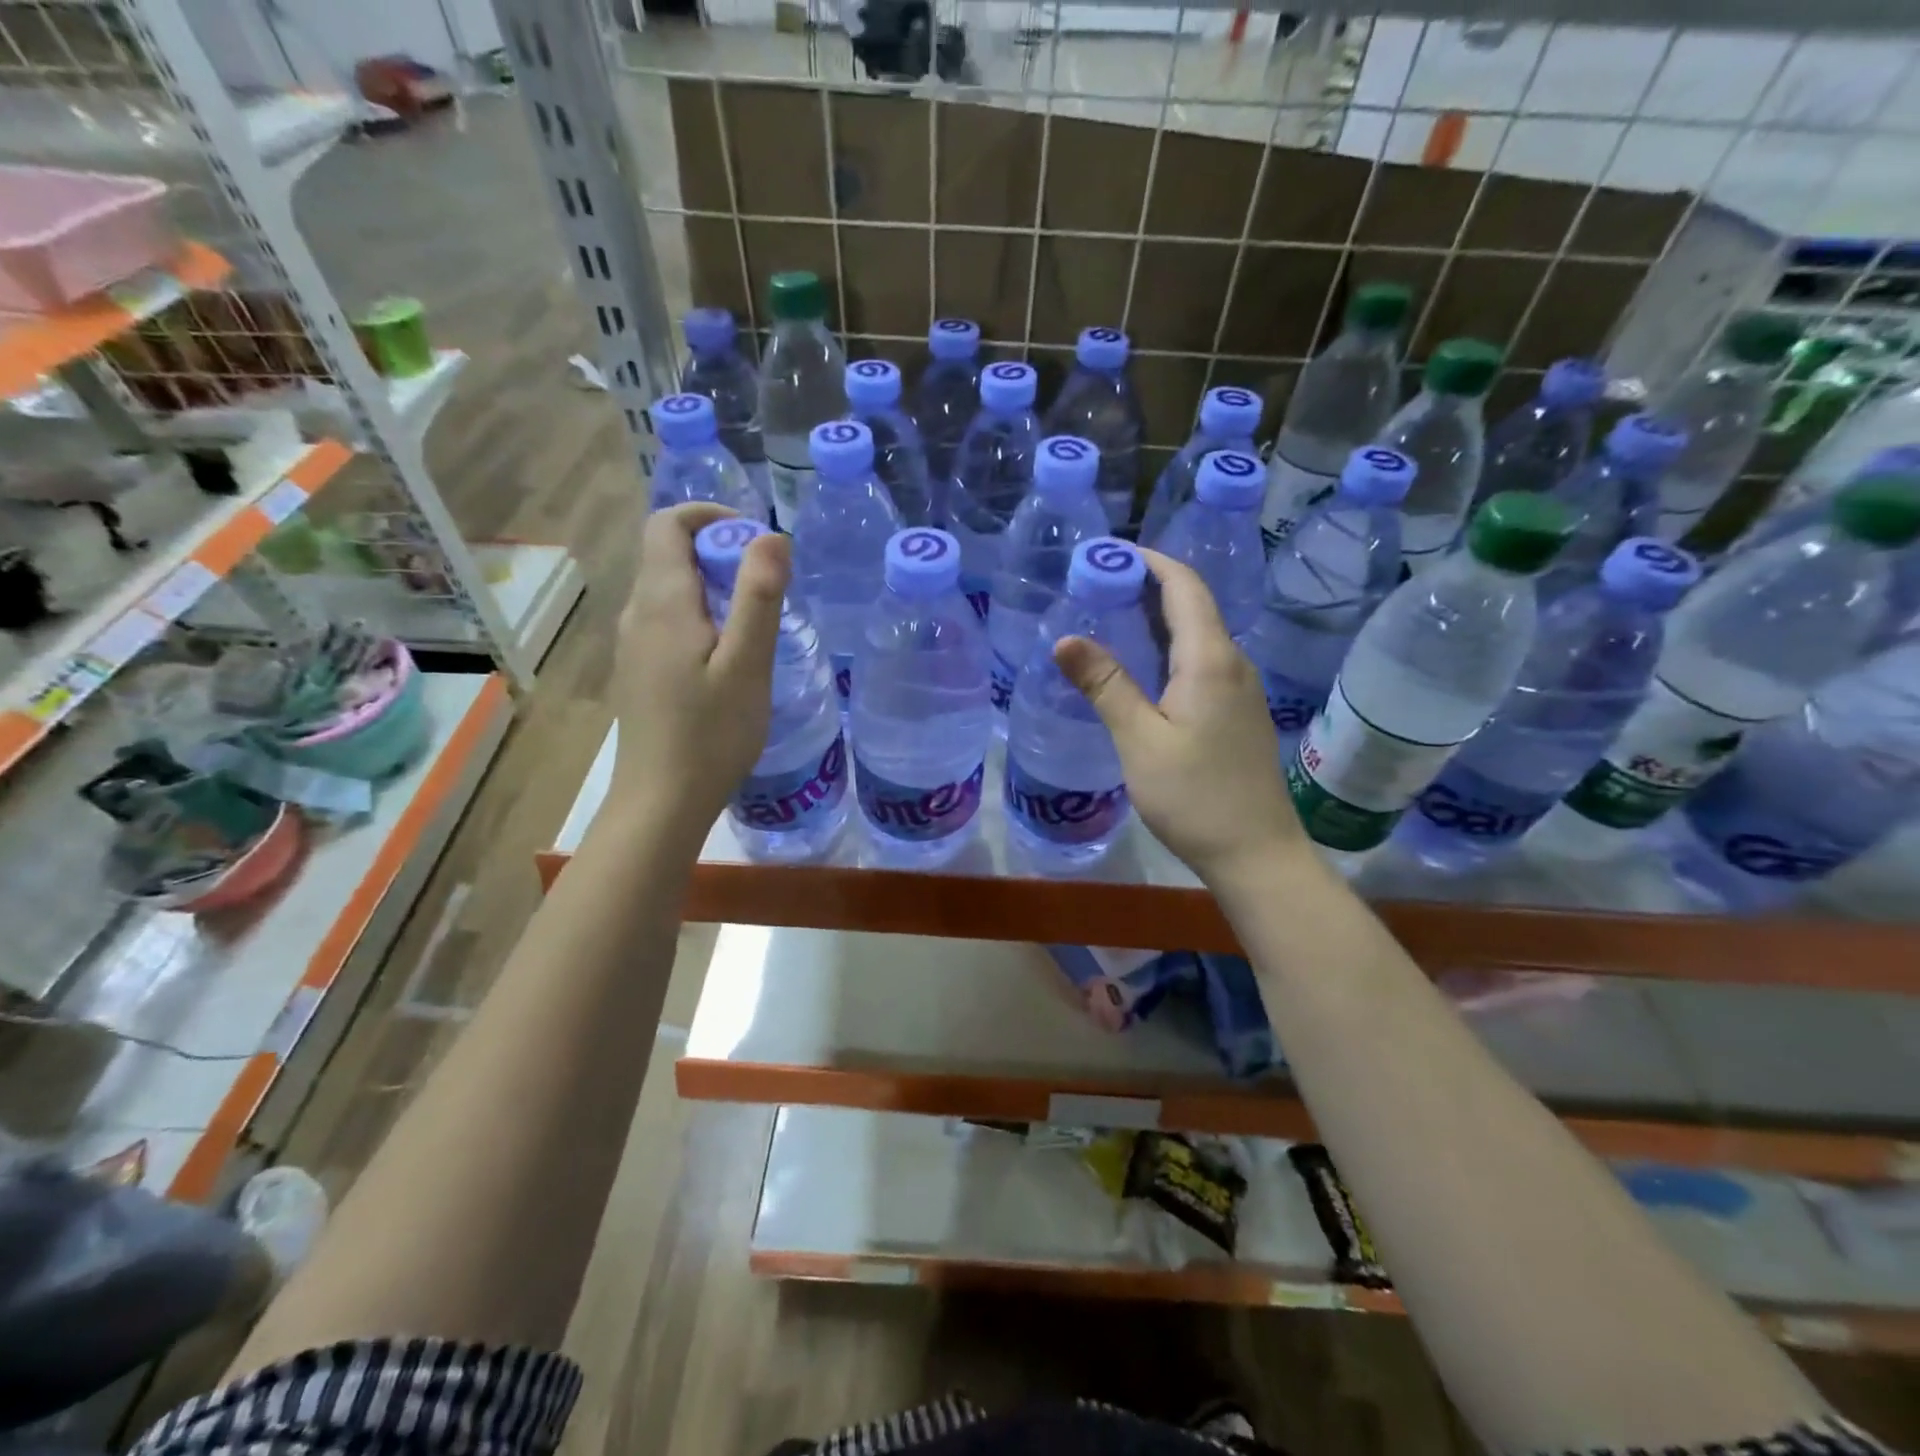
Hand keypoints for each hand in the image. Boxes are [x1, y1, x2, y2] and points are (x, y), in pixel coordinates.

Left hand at [611, 503, 789, 841]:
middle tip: (767, 588)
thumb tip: (771, 534)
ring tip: (756, 625)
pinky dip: (701, 618)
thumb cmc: (711, 734)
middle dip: (719, 553)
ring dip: (713, 588)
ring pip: (670, 591)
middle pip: (669, 554)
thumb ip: (758, 595)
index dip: (710, 516)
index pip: (668, 523)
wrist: (661, 802)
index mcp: (661, 602)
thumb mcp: (747, 664)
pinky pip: (668, 623)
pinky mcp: (639, 672)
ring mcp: (632, 645)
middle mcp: (637, 614)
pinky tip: (728, 660)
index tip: (754, 539)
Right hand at [1053, 549, 1305, 884]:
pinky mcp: (1238, 713)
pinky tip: (1141, 668)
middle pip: (1193, 605)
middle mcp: (1232, 663)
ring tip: (1110, 617)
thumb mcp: (1140, 740)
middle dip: (1147, 586)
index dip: (1150, 562)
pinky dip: (1169, 649)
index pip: (1184, 586)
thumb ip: (1106, 685)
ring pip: (1198, 635)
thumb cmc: (1195, 797)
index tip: (1108, 554)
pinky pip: (1202, 662)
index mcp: (1210, 659)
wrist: (1256, 854)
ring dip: (1157, 619)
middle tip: (1096, 585)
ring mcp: (1240, 689)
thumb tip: (1065, 638)